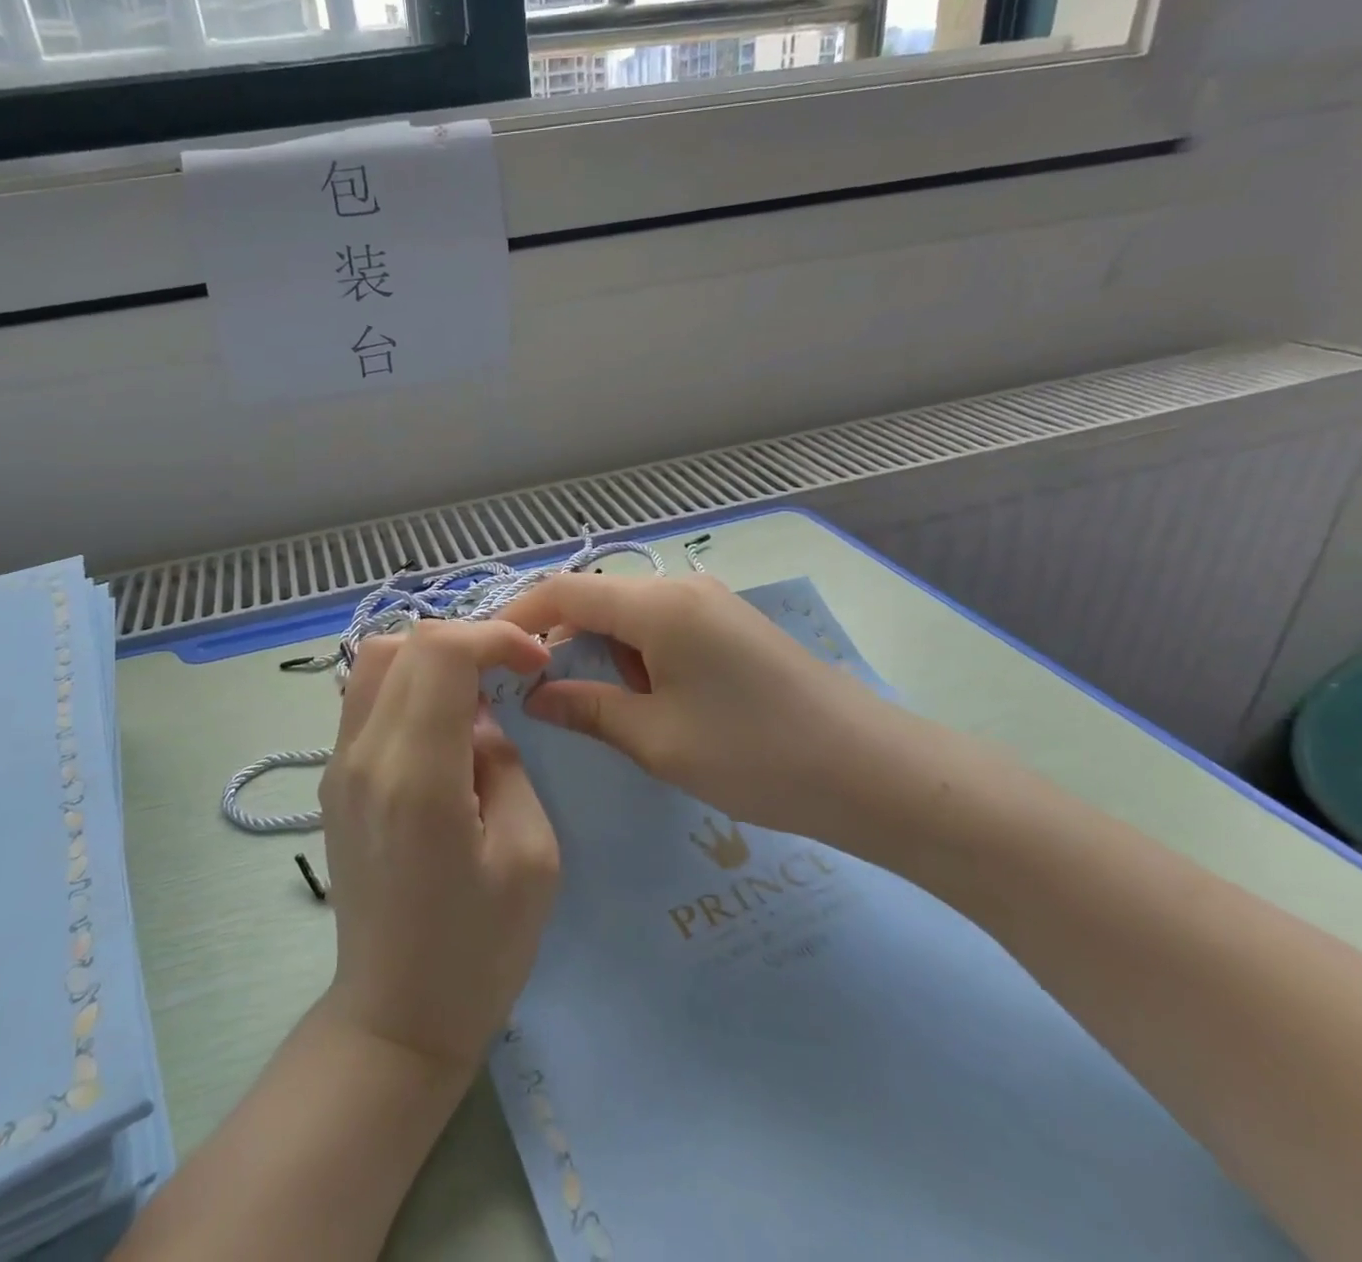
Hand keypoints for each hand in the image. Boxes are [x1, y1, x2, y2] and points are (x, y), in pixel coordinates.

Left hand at [317, 621, 559, 1073]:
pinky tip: (440, 724)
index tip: (535, 661)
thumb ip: (505, 764)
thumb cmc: (478, 950)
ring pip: (373, 661)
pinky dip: (405, 683)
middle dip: (466, 640)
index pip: (440, 652)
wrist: (396, 1016)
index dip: (493, 636)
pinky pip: (364, 697)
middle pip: (402, 644)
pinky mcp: (333, 780)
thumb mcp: (530, 856)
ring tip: (476, 692)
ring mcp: (338, 766)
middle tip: (510, 673)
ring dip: (430, 657)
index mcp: (417, 776)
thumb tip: (479, 717)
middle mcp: (364, 756)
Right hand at [501, 574, 935, 856]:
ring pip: (629, 615)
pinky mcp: (731, 628)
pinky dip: (635, 657)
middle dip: (557, 638)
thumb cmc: (757, 755)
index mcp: (658, 605)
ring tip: (586, 704)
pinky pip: (662, 629)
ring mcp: (711, 605)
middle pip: (596, 598)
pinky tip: (640, 700)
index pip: (565, 592)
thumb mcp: (658, 739)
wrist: (875, 773)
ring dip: (599, 652)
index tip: (486, 654)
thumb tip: (536, 697)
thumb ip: (588, 709)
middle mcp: (681, 588)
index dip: (518, 616)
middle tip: (529, 689)